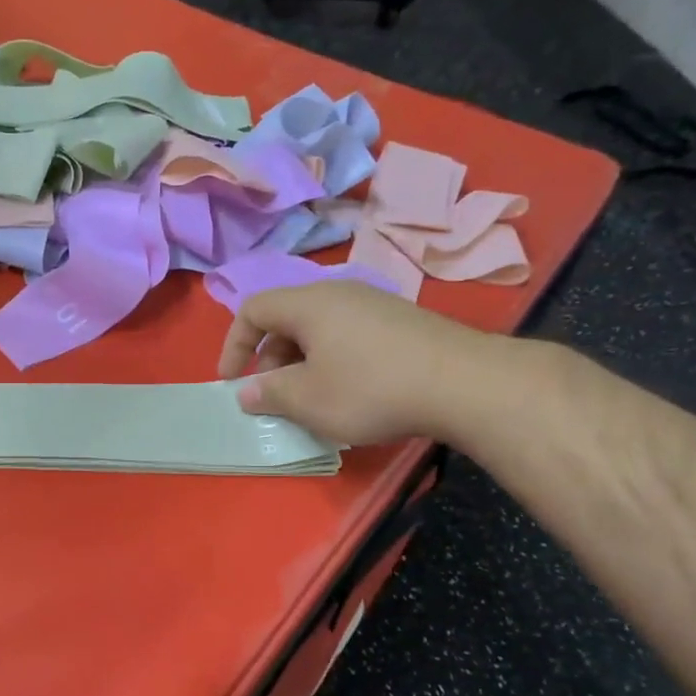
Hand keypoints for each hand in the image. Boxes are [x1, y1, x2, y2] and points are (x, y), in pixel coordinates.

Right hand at [215, 281, 504, 445]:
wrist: (463, 384)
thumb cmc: (370, 389)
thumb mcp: (307, 399)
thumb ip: (268, 394)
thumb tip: (247, 391)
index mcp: (308, 304)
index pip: (253, 310)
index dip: (233, 345)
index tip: (231, 382)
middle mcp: (339, 294)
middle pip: (286, 320)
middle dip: (269, 360)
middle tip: (274, 398)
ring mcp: (374, 306)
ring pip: (318, 331)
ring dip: (302, 365)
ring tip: (311, 401)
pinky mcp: (401, 323)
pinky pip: (348, 337)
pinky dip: (333, 363)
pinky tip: (350, 395)